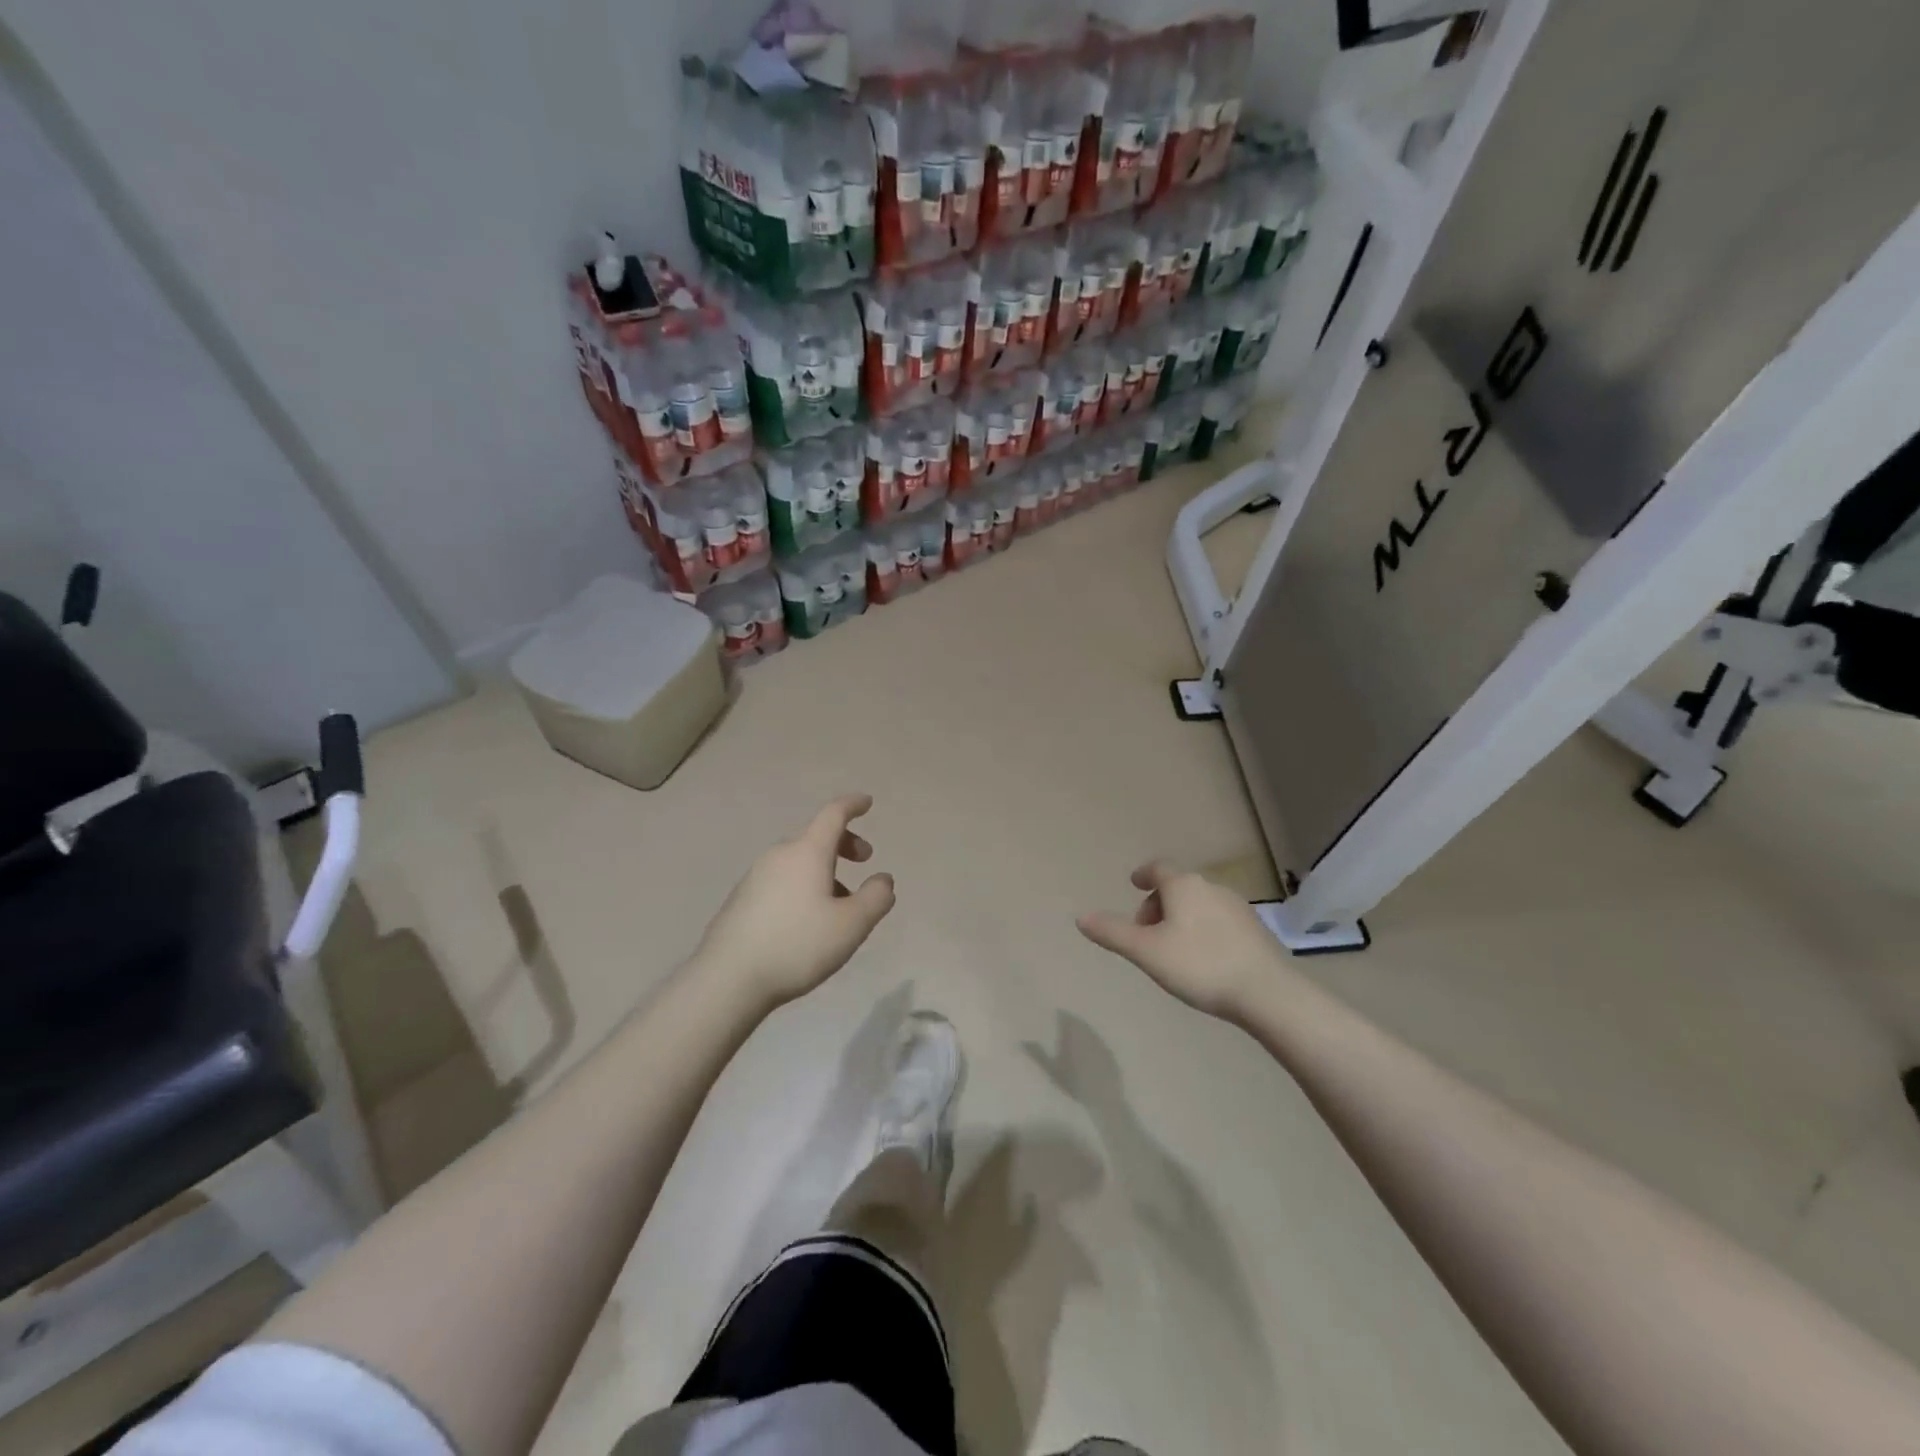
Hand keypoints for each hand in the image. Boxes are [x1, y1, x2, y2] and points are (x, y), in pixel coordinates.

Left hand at [692, 794, 895, 1009]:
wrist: (728, 978)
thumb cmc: (797, 945)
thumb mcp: (851, 925)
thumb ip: (876, 898)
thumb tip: (883, 879)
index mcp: (807, 852)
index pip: (833, 815)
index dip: (852, 805)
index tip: (867, 802)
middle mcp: (779, 855)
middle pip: (816, 836)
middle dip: (844, 843)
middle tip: (864, 860)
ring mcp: (756, 876)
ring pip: (799, 861)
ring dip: (825, 869)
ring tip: (840, 904)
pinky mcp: (743, 898)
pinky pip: (782, 879)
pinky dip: (804, 885)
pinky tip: (808, 920)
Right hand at [1076, 861, 1278, 1018]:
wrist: (1267, 992)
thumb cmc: (1200, 965)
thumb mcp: (1146, 952)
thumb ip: (1113, 933)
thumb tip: (1081, 917)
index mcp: (1184, 886)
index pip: (1158, 868)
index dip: (1143, 875)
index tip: (1134, 884)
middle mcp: (1211, 887)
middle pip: (1178, 887)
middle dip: (1158, 905)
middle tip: (1146, 933)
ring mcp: (1238, 907)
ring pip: (1199, 904)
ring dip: (1181, 918)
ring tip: (1172, 949)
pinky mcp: (1255, 929)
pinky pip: (1219, 921)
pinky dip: (1203, 930)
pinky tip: (1204, 959)